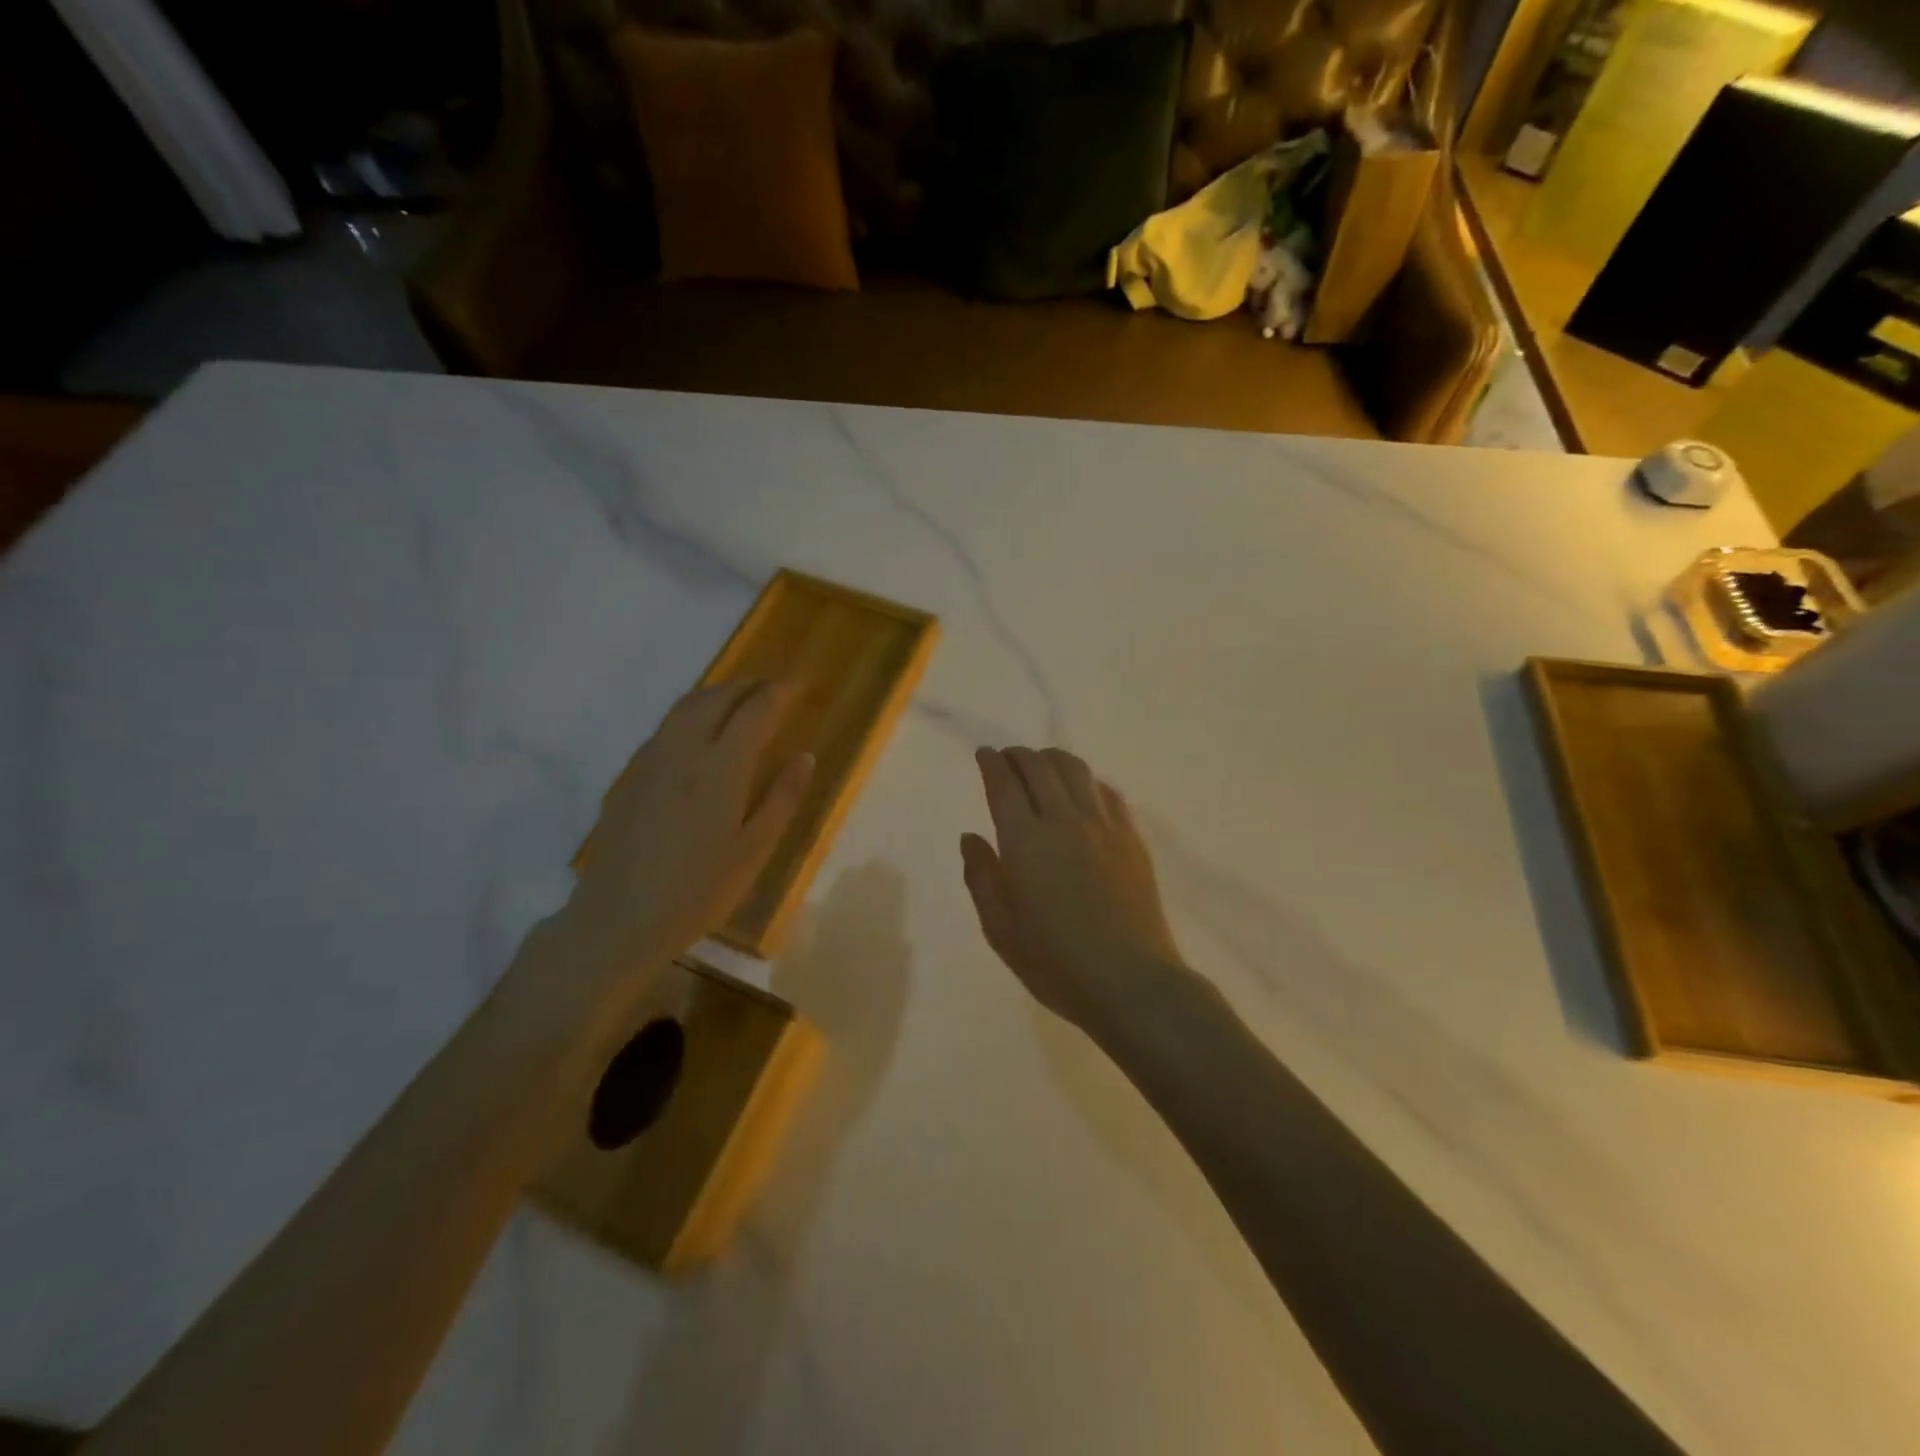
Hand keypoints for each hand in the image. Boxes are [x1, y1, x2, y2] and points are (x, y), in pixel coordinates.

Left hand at [561, 681, 812, 976]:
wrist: (619, 918)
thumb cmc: (699, 890)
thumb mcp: (754, 850)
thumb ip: (783, 798)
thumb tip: (804, 755)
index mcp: (721, 767)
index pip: (755, 711)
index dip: (779, 693)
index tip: (798, 685)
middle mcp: (684, 751)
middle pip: (717, 698)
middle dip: (748, 685)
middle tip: (772, 687)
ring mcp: (651, 760)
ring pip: (686, 707)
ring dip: (717, 693)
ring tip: (738, 698)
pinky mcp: (630, 776)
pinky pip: (666, 726)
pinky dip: (691, 712)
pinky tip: (698, 731)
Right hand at [961, 746, 1188, 1037]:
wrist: (1130, 981)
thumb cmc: (1055, 962)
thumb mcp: (1000, 928)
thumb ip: (981, 876)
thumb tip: (971, 837)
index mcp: (1025, 841)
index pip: (1004, 784)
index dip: (991, 763)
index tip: (984, 754)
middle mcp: (1064, 821)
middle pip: (1039, 767)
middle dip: (1019, 755)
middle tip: (1008, 758)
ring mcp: (1103, 827)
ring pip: (1076, 771)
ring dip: (1053, 759)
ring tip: (1043, 764)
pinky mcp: (1132, 839)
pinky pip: (1108, 793)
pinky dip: (1088, 782)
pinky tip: (1084, 791)